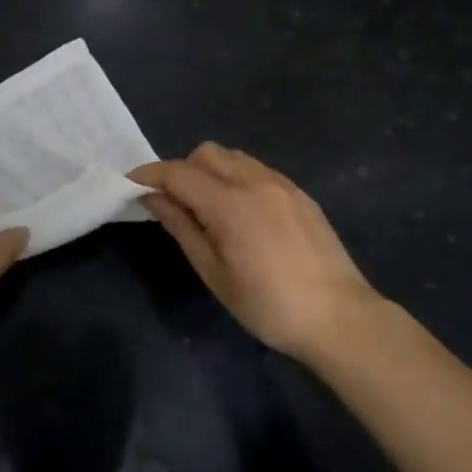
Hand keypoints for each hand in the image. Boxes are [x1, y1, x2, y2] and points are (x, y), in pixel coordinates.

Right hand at [130, 143, 383, 361]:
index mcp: (230, 203)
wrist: (340, 317)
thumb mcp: (215, 273)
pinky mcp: (299, 193)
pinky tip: (241, 213)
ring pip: (233, 157)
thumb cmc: (269, 305)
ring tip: (209, 208)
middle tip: (175, 204)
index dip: (150, 174)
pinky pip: (256, 169)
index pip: (178, 173)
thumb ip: (182, 228)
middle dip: (182, 169)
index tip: (131, 184)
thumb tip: (153, 199)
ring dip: (210, 171)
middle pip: (206, 153)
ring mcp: (281, 183)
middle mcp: (255, 181)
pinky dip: (237, 178)